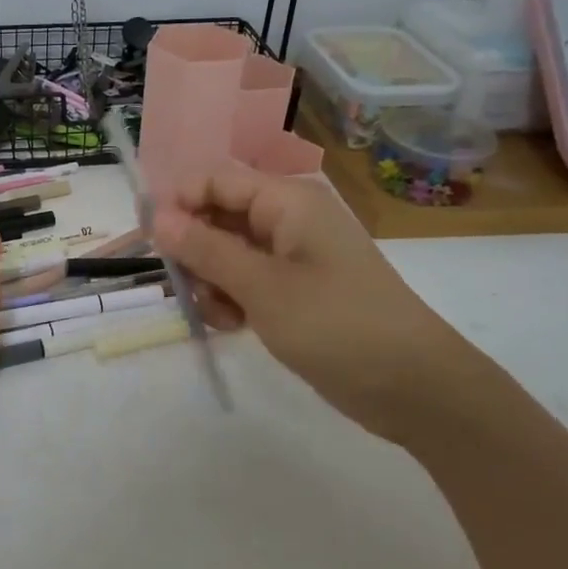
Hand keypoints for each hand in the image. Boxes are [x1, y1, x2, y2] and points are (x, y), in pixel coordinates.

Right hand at [155, 165, 465, 441]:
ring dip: (211, 281)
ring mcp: (292, 256)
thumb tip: (158, 217)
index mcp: (286, 201)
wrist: (415, 388)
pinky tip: (234, 326)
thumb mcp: (262, 287)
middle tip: (186, 289)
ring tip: (219, 316)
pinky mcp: (295, 289)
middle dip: (194, 250)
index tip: (153, 244)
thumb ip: (205, 249)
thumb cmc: (337, 325)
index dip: (178, 203)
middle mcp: (287, 220)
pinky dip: (232, 299)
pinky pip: (246, 280)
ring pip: (226, 252)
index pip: (214, 180)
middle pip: (217, 216)